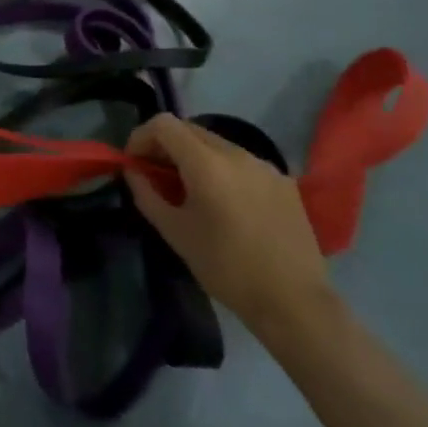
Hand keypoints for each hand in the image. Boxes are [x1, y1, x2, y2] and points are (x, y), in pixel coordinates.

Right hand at [125, 114, 332, 334]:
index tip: (134, 164)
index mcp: (207, 164)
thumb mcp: (176, 233)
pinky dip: (222, 170)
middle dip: (166, 146)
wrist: (294, 302)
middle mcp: (237, 153)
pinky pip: (242, 162)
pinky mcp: (283, 181)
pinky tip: (226, 203)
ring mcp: (264, 165)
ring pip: (217, 144)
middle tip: (156, 176)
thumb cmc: (226, 268)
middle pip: (190, 129)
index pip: (164, 124)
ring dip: (194, 157)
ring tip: (190, 191)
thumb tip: (133, 172)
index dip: (141, 137)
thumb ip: (147, 195)